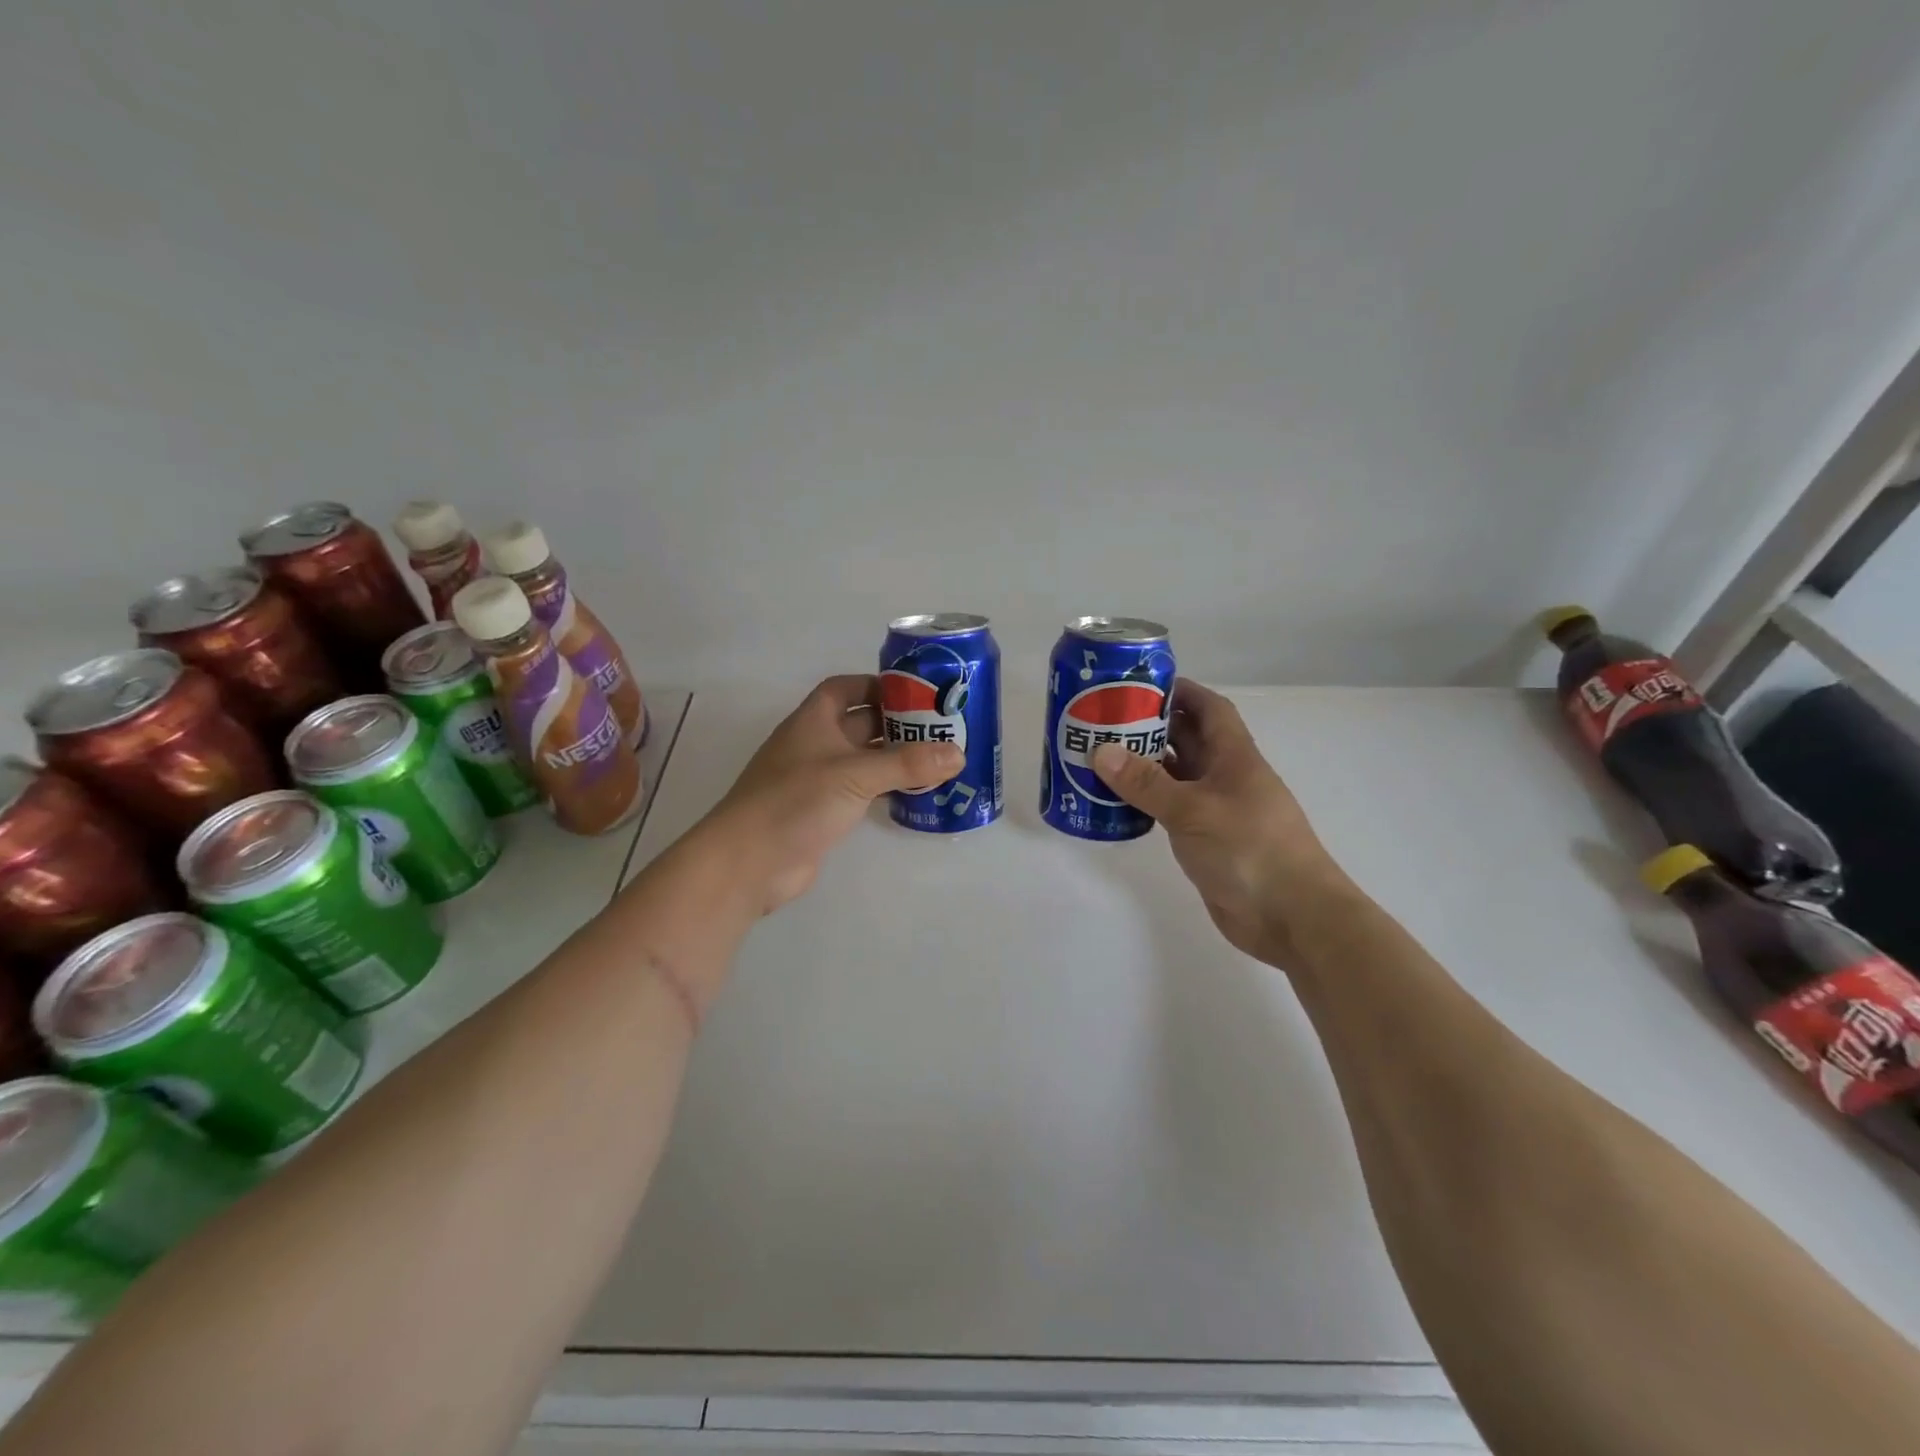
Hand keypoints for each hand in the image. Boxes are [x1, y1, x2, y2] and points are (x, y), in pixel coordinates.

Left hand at [704, 675, 962, 915]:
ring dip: (894, 759)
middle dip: (896, 724)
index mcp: (813, 721)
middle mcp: (814, 744)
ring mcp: (817, 780)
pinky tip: (915, 794)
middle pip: (859, 723)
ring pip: (863, 760)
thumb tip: (959, 754)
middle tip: (941, 728)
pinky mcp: (822, 812)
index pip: (844, 689)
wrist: (750, 861)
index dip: (876, 685)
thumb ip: (907, 764)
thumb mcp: (855, 775)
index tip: (914, 693)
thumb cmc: (796, 801)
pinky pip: (860, 791)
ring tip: (939, 760)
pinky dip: (885, 789)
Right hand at [1092, 680, 1347, 967]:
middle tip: (1104, 720)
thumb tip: (1100, 751)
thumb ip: (1146, 782)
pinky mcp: (1207, 840)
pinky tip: (1117, 802)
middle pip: (1188, 739)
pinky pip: (1172, 809)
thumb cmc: (1249, 849)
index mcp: (1234, 756)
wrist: (1291, 916)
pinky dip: (1147, 801)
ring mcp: (1217, 810)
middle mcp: (1226, 777)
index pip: (1208, 708)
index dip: (1179, 691)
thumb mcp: (1192, 809)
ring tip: (1100, 756)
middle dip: (1151, 726)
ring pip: (1177, 776)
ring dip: (1145, 765)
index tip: (1138, 685)